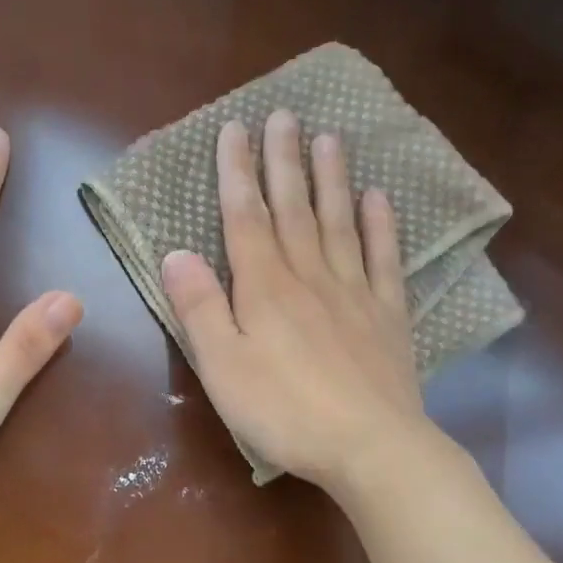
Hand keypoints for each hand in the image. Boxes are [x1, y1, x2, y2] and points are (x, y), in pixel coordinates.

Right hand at [162, 110, 433, 491]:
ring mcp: (353, 292)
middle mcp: (309, 276)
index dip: (237, 172)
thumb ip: (199, 308)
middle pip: (294, 208)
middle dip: (283, 160)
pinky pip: (384, 260)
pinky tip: (378, 199)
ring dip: (331, 178)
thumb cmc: (283, 411)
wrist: (370, 447)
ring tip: (329, 138)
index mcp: (264, 288)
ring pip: (339, 223)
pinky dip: (381, 226)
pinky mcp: (387, 316)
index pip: (246, 217)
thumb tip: (176, 253)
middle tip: (283, 115)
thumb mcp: (222, 367)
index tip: (235, 129)